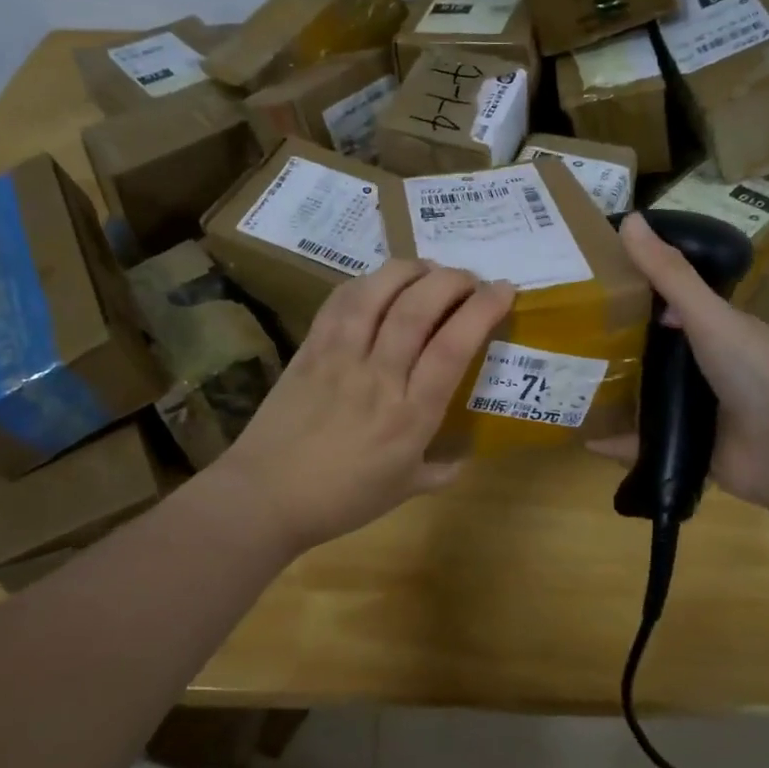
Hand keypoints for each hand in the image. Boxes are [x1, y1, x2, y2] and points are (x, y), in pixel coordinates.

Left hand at [214, 260, 514, 552]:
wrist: (265, 496)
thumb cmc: (341, 499)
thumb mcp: (403, 492)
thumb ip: (440, 471)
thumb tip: (465, 457)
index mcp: (410, 415)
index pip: (453, 347)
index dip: (482, 309)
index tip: (503, 289)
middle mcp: (379, 376)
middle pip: (418, 309)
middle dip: (451, 280)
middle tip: (468, 278)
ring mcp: (340, 357)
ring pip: (376, 294)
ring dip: (409, 270)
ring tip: (428, 269)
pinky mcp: (310, 348)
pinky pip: (339, 302)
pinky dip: (366, 282)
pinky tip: (380, 282)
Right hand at [590, 212, 768, 509]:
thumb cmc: (754, 371)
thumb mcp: (708, 316)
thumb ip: (669, 275)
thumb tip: (628, 219)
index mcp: (714, 330)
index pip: (667, 304)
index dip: (632, 292)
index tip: (589, 284)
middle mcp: (704, 366)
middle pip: (650, 350)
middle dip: (612, 343)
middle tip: (565, 334)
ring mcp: (695, 408)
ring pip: (644, 395)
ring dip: (611, 391)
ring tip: (565, 381)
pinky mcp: (686, 446)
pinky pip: (643, 442)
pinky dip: (616, 442)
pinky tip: (585, 438)